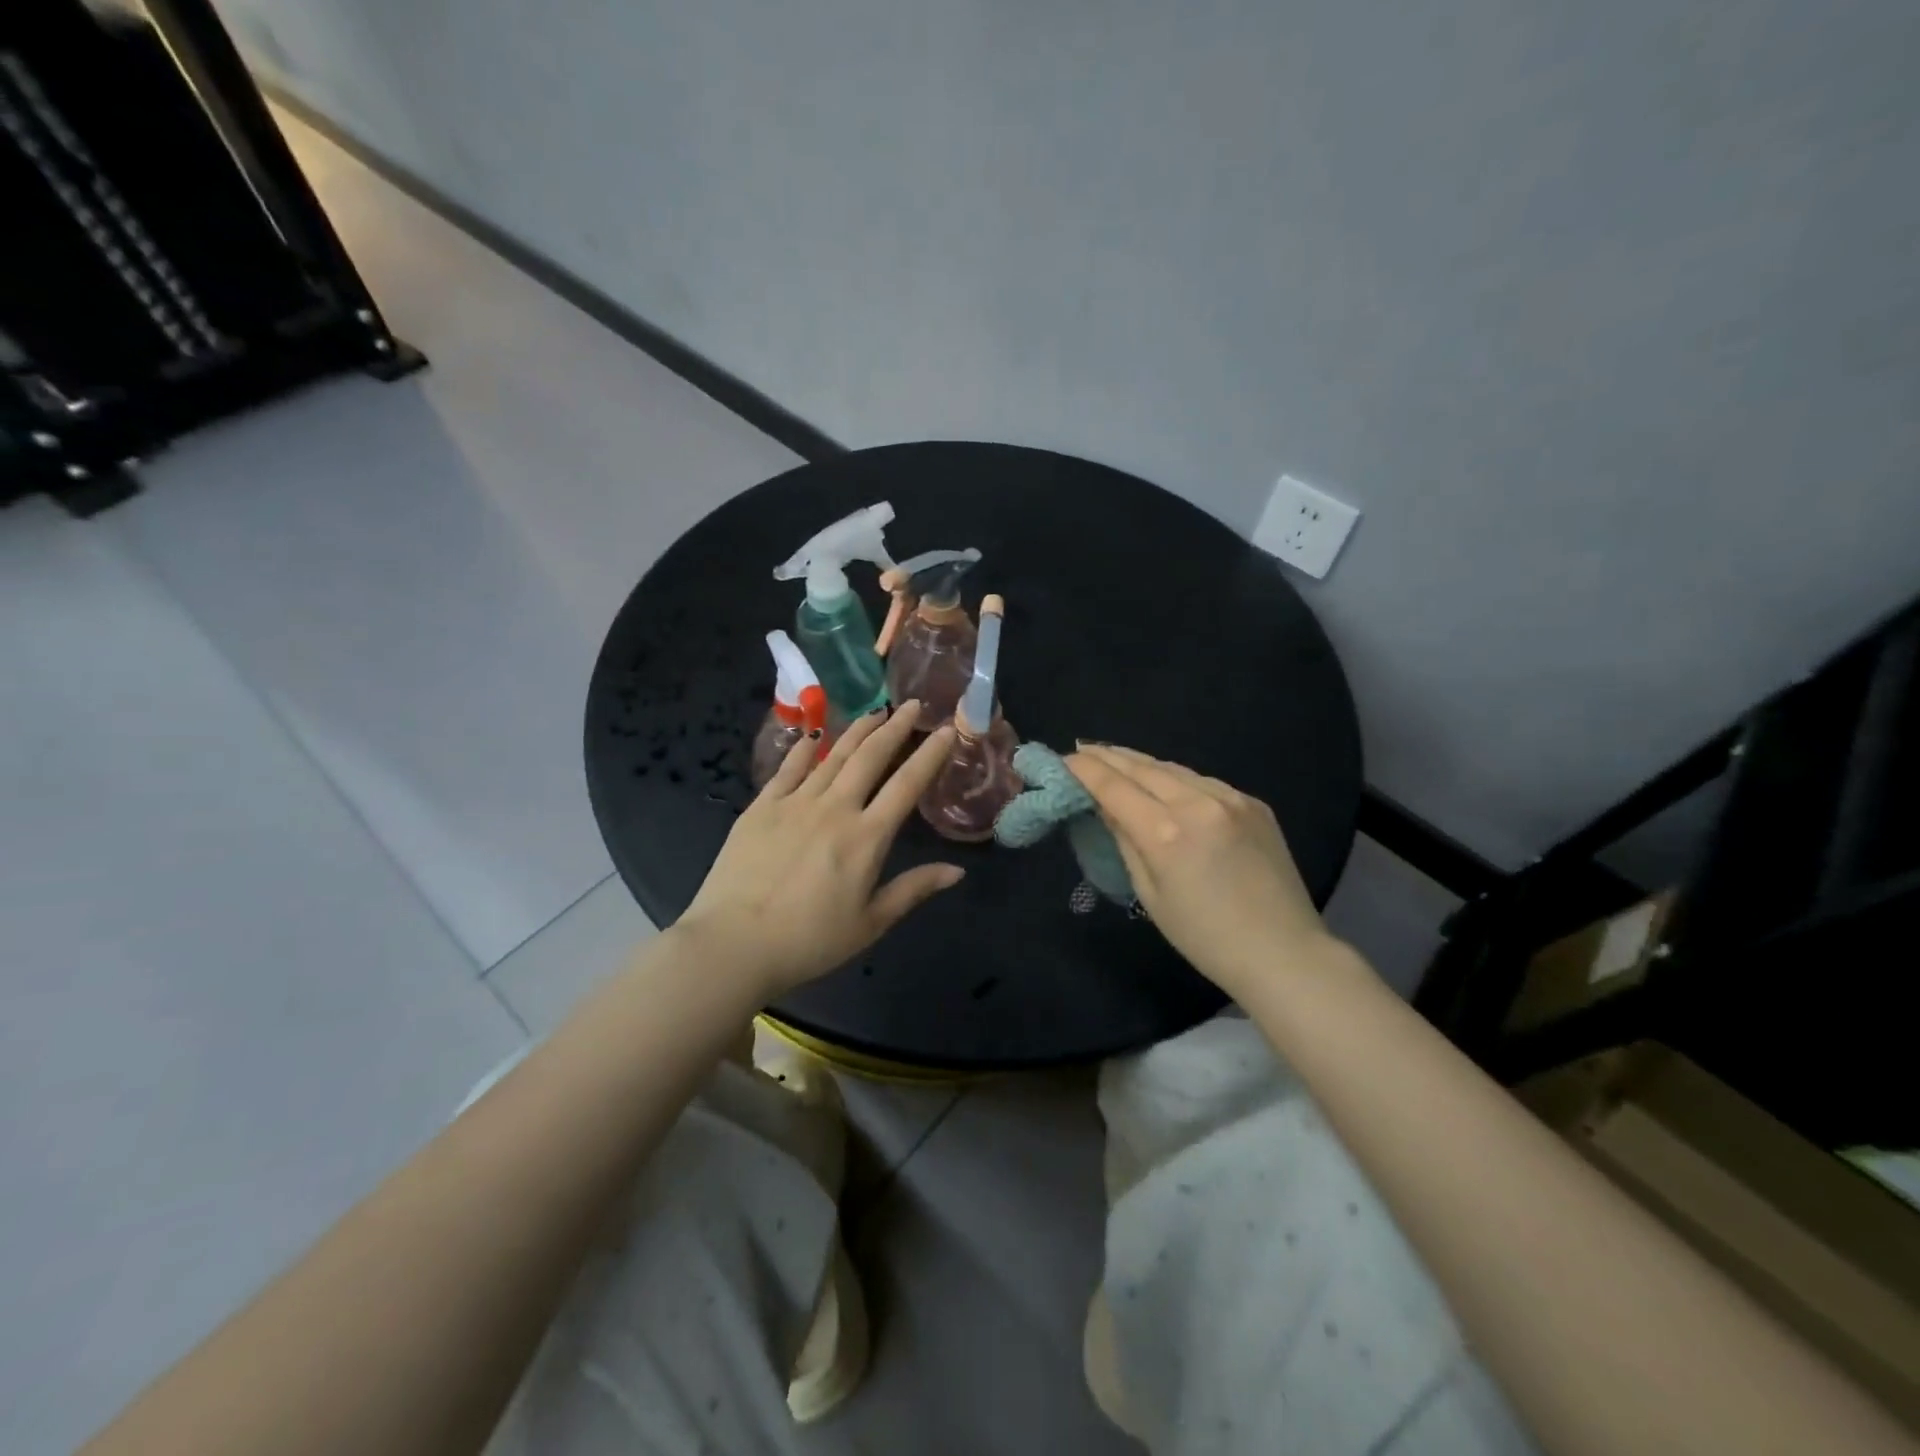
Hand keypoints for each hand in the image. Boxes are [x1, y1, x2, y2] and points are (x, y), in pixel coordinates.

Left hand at [676, 703, 964, 997]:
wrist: (733, 944)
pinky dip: (806, 749)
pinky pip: (789, 768)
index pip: (907, 785)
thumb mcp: (870, 923)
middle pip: (871, 757)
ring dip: (858, 730)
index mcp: (866, 838)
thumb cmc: (809, 941)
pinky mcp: (761, 807)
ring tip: (875, 711)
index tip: (946, 730)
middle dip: (895, 727)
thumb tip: (957, 870)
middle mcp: (834, 809)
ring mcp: (794, 803)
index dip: (930, 755)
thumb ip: (913, 890)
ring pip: (834, 755)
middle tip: (913, 704)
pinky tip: (816, 734)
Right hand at [1066, 743, 1335, 997]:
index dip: (1085, 769)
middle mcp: (1198, 802)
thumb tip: (1105, 806)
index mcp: (1166, 832)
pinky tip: (1163, 781)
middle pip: (1142, 767)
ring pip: (1173, 768)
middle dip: (1108, 756)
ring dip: (1141, 762)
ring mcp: (1231, 798)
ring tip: (1116, 758)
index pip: (1113, 786)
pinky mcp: (1253, 802)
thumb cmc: (1205, 938)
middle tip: (1083, 748)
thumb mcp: (1150, 894)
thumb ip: (1125, 841)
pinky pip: (1203, 781)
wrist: (1283, 952)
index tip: (1064, 758)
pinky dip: (1176, 777)